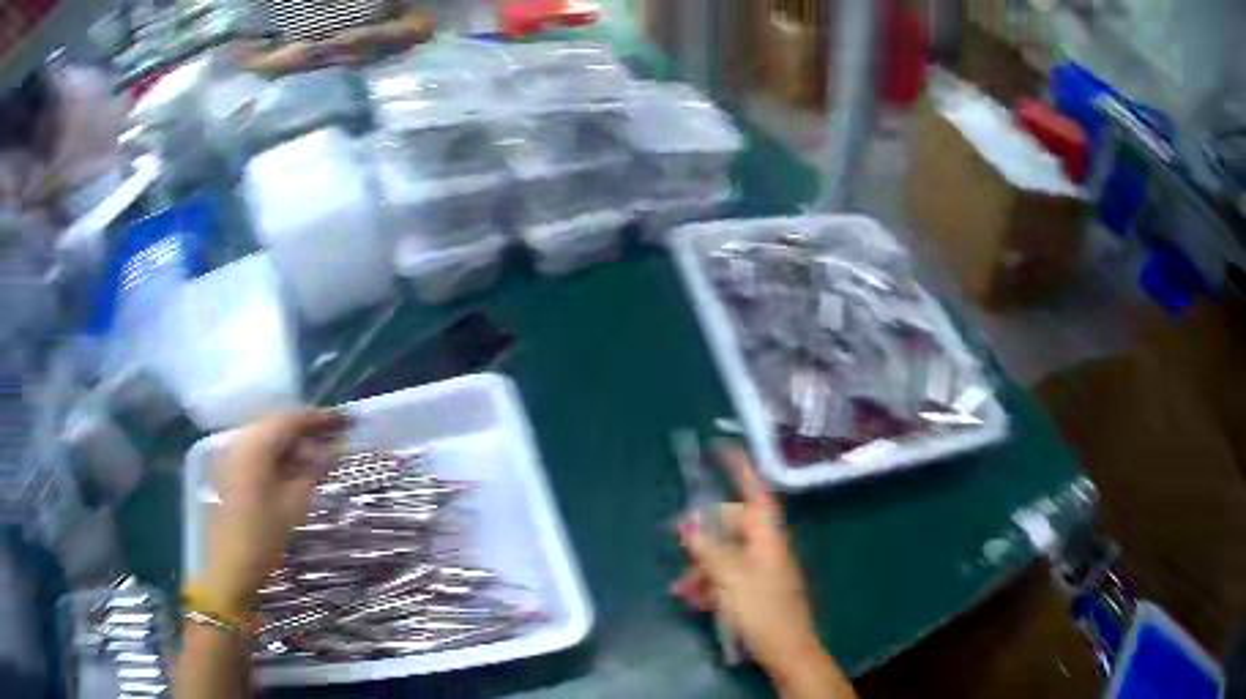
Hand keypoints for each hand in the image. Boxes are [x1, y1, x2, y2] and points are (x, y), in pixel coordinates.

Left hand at [196, 411, 350, 617]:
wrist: (233, 566)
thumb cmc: (264, 534)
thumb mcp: (295, 502)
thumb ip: (315, 469)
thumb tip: (336, 447)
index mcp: (256, 444)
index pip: (293, 420)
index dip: (321, 419)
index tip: (347, 420)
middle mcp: (243, 441)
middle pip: (280, 425)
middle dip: (309, 430)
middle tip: (339, 435)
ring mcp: (235, 455)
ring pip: (270, 439)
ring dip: (296, 443)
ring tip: (323, 453)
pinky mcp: (234, 471)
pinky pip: (261, 452)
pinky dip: (281, 455)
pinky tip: (299, 467)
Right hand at [673, 443, 844, 692]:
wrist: (787, 650)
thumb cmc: (762, 610)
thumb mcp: (729, 578)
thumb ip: (707, 549)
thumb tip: (686, 520)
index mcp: (767, 537)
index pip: (755, 491)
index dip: (740, 468)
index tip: (720, 447)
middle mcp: (766, 547)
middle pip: (732, 525)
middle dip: (704, 536)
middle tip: (679, 545)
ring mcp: (762, 570)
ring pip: (726, 554)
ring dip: (701, 567)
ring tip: (681, 588)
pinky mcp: (756, 591)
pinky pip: (728, 577)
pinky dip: (710, 584)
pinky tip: (691, 600)